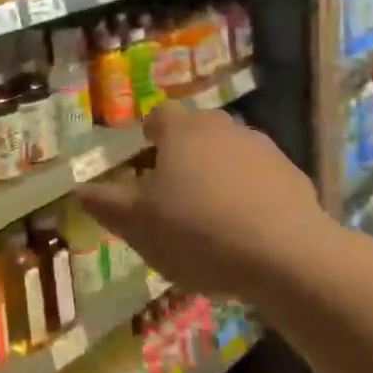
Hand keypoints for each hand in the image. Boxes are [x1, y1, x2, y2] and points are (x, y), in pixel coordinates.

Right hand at [75, 104, 325, 297]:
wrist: (288, 256)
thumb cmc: (198, 233)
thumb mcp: (138, 225)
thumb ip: (106, 204)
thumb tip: (79, 189)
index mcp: (181, 130)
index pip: (159, 115)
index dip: (149, 136)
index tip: (145, 162)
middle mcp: (222, 127)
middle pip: (196, 131)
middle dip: (183, 154)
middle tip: (173, 192)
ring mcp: (263, 148)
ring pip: (230, 153)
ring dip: (218, 173)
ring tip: (211, 215)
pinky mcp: (293, 176)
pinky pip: (260, 178)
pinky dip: (250, 194)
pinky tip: (247, 230)